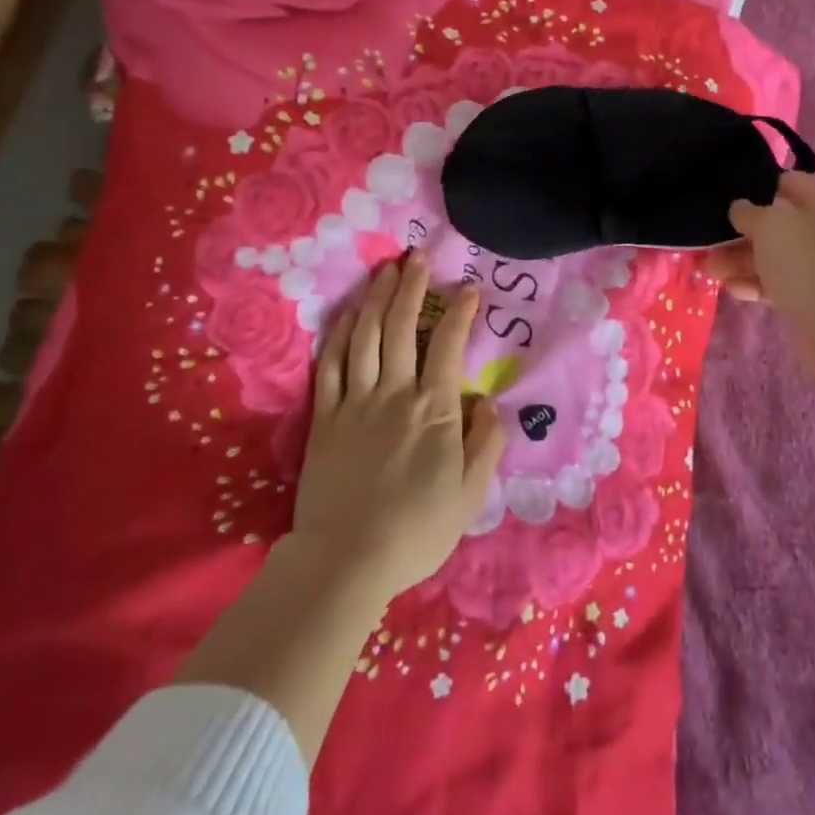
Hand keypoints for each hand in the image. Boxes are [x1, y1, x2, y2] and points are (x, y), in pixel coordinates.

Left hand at [292, 252, 505, 600]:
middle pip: (401, 326)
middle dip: (411, 286)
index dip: (460, 311)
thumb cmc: (416, 530)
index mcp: (434, 409)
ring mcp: (355, 401)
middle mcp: (395, 392)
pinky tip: (348, 313)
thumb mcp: (469, 495)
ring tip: (384, 270)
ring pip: (365, 335)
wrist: (347, 559)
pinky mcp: (325, 416)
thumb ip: (485, 443)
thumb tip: (489, 401)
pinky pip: (331, 364)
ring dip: (376, 298)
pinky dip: (339, 333)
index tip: (468, 288)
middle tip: (416, 255)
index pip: (449, 345)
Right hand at [704, 171, 814, 320]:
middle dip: (741, 233)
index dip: (759, 186)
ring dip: (740, 261)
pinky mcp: (812, 298)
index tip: (728, 195)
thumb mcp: (769, 225)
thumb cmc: (805, 260)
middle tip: (710, 240)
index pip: (791, 183)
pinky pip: (777, 284)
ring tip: (710, 269)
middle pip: (778, 224)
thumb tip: (740, 209)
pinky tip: (732, 289)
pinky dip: (754, 284)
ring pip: (773, 256)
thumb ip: (748, 212)